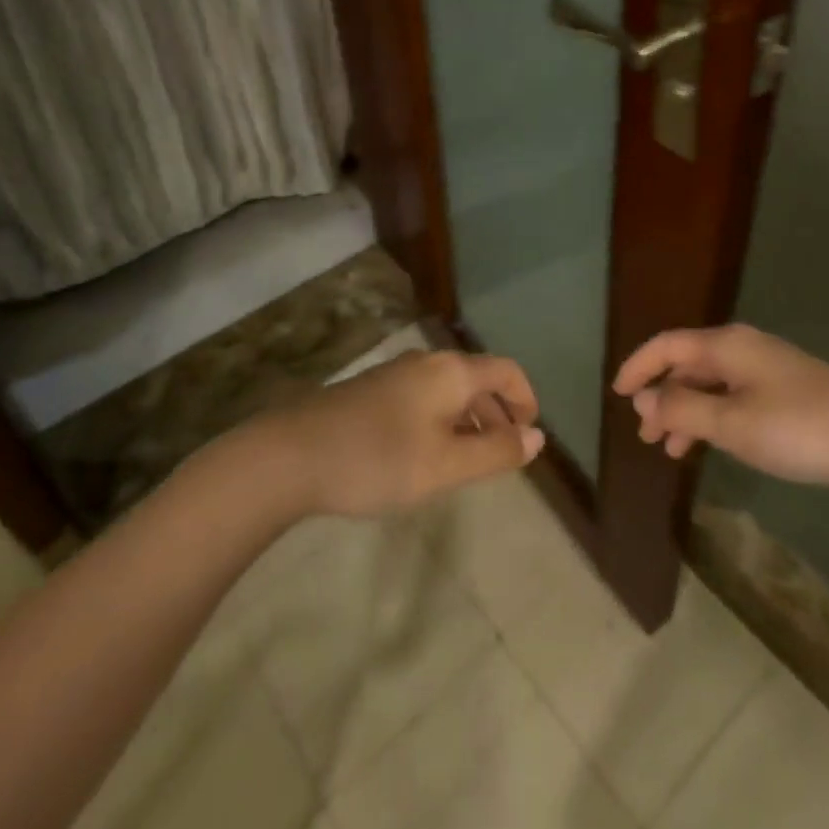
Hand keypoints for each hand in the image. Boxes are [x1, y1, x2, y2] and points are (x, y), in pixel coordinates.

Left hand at [272, 348, 545, 516]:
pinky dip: (442, 420)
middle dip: (498, 413)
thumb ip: (495, 452)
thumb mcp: (446, 465)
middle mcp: (427, 363)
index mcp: (452, 372)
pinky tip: (426, 455)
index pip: (506, 371)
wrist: (291, 455)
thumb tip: (537, 438)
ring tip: (468, 460)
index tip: (530, 435)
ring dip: (469, 419)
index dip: (525, 399)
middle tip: (503, 454)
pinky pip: (424, 398)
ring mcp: (396, 374)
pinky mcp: (372, 391)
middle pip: (478, 378)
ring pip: (449, 390)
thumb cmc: (378, 459)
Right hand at [613, 324, 828, 499]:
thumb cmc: (799, 428)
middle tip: (645, 434)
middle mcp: (742, 348)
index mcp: (726, 346)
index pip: (667, 345)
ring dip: (686, 411)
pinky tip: (711, 443)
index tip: (617, 394)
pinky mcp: (784, 389)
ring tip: (671, 449)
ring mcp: (766, 368)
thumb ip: (684, 409)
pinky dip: (712, 416)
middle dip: (661, 395)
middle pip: (687, 364)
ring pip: (710, 383)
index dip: (638, 366)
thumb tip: (643, 398)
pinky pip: (732, 395)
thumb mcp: (733, 424)